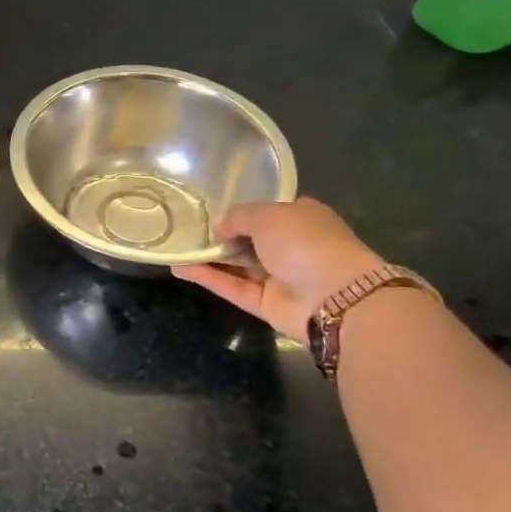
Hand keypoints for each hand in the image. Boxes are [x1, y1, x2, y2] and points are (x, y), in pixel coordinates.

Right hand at [173, 198, 384, 341]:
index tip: (208, 209)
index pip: (266, 212)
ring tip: (175, 248)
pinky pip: (232, 287)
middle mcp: (290, 246)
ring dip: (208, 257)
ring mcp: (278, 276)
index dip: (239, 210)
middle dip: (220, 235)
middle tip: (185, 228)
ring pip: (237, 265)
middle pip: (248, 239)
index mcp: (300, 218)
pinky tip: (179, 268)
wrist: (334, 297)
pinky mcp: (265, 303)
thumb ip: (239, 216)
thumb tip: (220, 227)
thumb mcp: (268, 215)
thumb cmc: (305, 242)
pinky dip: (208, 277)